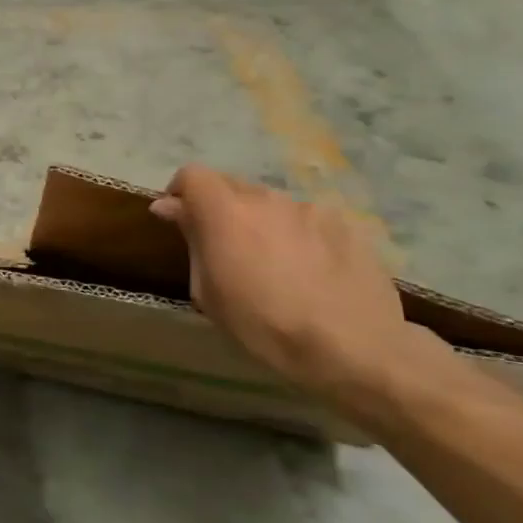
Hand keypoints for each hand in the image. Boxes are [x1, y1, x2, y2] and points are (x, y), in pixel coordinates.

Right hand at [150, 164, 423, 403]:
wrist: (352, 347)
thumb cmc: (261, 323)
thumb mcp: (206, 289)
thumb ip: (191, 239)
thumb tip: (171, 207)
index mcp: (225, 212)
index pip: (192, 174)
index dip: (181, 192)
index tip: (179, 219)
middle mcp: (267, 198)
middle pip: (232, 185)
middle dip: (220, 208)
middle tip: (224, 247)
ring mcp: (311, 209)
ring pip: (272, 204)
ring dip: (261, 222)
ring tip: (273, 263)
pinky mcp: (347, 225)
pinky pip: (308, 220)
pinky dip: (298, 235)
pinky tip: (310, 270)